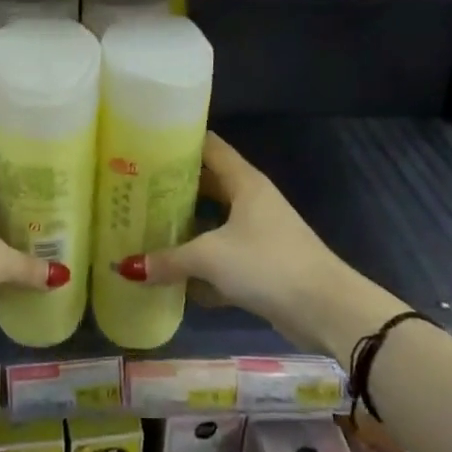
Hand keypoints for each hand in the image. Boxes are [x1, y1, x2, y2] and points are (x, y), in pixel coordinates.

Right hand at [115, 132, 361, 355]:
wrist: (325, 309)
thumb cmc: (267, 264)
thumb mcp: (211, 257)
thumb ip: (169, 259)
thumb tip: (126, 267)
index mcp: (244, 182)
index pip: (209, 147)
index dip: (179, 142)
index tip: (145, 145)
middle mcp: (251, 199)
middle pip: (207, 185)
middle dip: (174, 188)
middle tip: (135, 190)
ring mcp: (258, 232)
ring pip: (214, 222)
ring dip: (186, 227)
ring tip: (146, 228)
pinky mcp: (262, 264)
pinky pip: (223, 255)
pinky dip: (202, 264)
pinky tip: (173, 275)